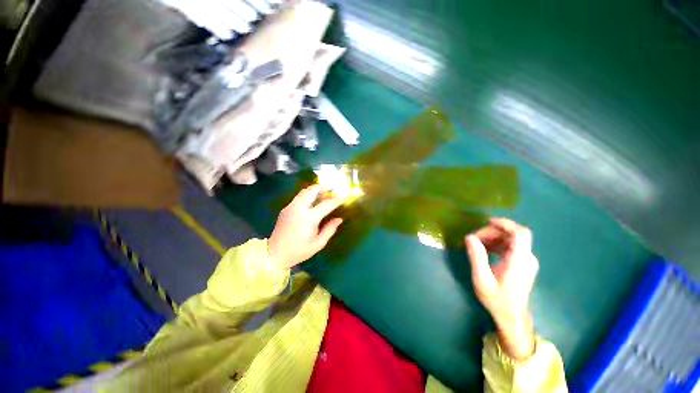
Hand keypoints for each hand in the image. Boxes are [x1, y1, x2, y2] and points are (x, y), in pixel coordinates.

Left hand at [268, 185, 344, 268]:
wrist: (274, 254)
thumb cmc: (299, 251)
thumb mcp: (318, 243)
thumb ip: (330, 229)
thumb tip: (339, 219)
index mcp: (308, 219)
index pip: (326, 204)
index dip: (337, 200)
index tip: (344, 198)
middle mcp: (299, 209)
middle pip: (312, 190)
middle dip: (324, 187)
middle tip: (333, 190)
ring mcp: (290, 207)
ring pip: (304, 191)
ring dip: (315, 190)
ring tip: (324, 194)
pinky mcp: (286, 208)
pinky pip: (299, 196)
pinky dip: (308, 195)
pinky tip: (313, 202)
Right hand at [465, 218, 538, 359]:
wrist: (512, 317)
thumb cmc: (497, 300)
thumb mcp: (482, 279)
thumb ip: (477, 256)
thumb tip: (470, 237)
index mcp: (520, 261)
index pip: (520, 234)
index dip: (505, 224)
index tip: (487, 222)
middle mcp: (527, 258)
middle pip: (513, 235)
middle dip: (492, 232)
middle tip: (474, 239)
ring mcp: (527, 261)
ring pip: (511, 240)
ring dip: (494, 238)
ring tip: (477, 244)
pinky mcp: (523, 264)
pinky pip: (511, 247)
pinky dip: (497, 244)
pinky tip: (485, 250)